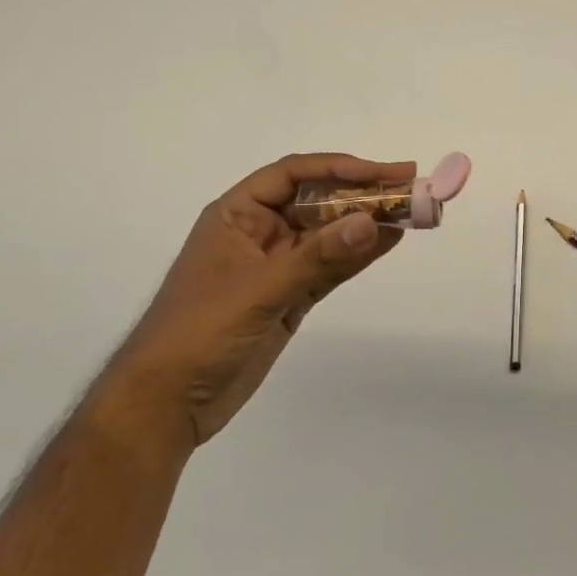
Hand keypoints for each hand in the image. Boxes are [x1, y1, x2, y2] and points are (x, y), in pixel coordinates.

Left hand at [105, 153, 413, 449]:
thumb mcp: (259, 289)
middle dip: (362, 195)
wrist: (164, 406)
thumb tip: (372, 222)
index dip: (340, 169)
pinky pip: (330, 267)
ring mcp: (276, 265)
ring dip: (367, 223)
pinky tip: (389, 240)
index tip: (383, 173)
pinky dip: (358, 255)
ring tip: (412, 211)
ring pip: (329, 234)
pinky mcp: (289, 296)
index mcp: (237, 214)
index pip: (294, 175)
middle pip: (317, 202)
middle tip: (410, 189)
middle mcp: (259, 231)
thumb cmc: (199, 332)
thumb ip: (318, 256)